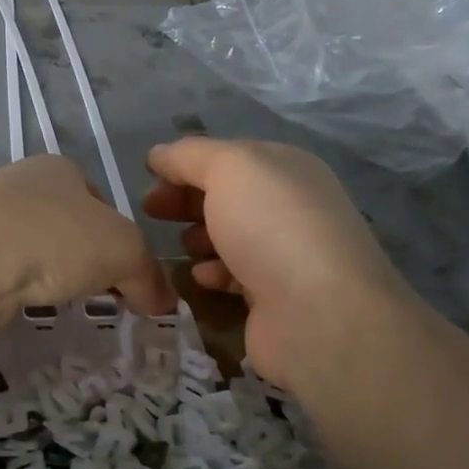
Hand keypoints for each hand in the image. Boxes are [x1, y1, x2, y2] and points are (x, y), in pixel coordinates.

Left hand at [0, 155, 174, 324]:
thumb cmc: (51, 245)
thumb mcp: (123, 255)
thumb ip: (148, 276)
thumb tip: (162, 301)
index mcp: (56, 170)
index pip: (96, 198)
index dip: (111, 237)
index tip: (113, 277)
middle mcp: (8, 178)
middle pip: (43, 207)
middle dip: (55, 237)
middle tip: (65, 281)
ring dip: (0, 234)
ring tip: (13, 273)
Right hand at [143, 137, 414, 381]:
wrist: (320, 314)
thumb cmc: (271, 226)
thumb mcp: (229, 168)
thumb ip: (189, 156)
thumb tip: (159, 154)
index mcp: (285, 167)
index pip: (227, 156)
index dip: (185, 163)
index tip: (148, 179)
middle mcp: (290, 205)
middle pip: (227, 195)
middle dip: (187, 200)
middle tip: (151, 212)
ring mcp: (286, 253)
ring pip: (230, 235)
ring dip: (199, 236)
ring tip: (180, 245)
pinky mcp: (277, 297)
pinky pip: (236, 276)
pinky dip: (214, 272)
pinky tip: (199, 277)